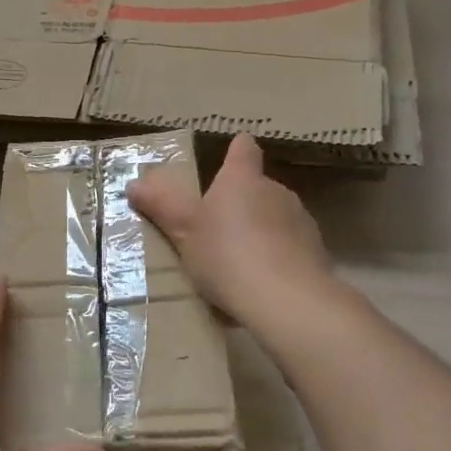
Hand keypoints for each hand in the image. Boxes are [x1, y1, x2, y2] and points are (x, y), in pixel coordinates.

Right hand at [127, 134, 332, 322]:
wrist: (286, 300)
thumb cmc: (227, 254)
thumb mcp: (183, 231)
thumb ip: (161, 205)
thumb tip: (135, 184)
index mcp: (242, 180)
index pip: (243, 151)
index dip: (237, 151)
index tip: (232, 153)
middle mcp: (276, 192)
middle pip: (258, 188)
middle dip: (241, 203)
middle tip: (216, 229)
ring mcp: (300, 223)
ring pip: (276, 220)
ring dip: (260, 233)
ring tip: (237, 264)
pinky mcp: (315, 255)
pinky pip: (289, 251)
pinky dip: (276, 261)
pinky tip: (260, 287)